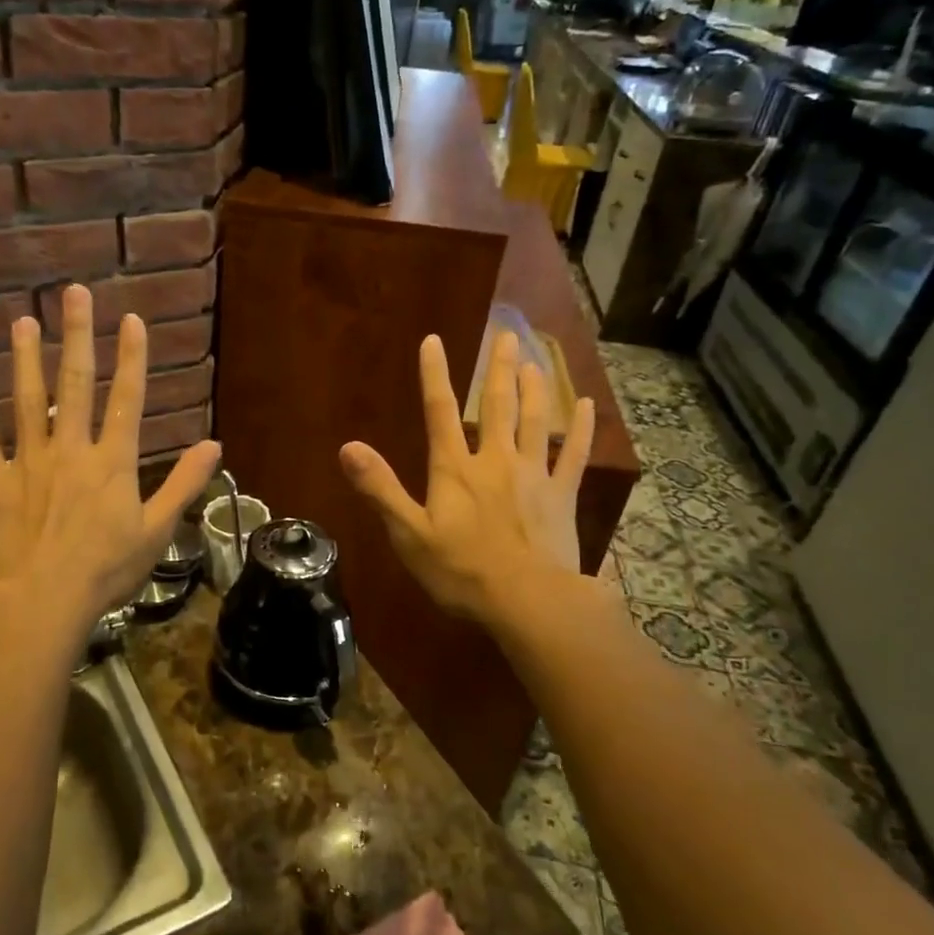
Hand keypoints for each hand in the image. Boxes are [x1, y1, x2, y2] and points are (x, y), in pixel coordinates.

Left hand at [0, 284, 220, 633]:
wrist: (42, 600)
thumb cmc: (105, 570)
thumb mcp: (156, 531)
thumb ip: (183, 484)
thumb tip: (214, 445)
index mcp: (113, 461)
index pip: (127, 399)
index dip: (132, 357)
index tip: (131, 320)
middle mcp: (71, 448)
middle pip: (75, 383)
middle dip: (77, 336)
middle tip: (73, 293)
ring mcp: (29, 461)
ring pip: (27, 399)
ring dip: (26, 358)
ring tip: (23, 322)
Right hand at [339, 332, 595, 627]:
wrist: (527, 601)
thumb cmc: (461, 571)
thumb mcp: (409, 534)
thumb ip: (380, 488)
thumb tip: (347, 447)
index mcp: (455, 469)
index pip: (440, 412)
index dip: (435, 375)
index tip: (434, 341)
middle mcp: (495, 460)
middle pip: (498, 405)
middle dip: (498, 368)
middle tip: (506, 334)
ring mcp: (533, 475)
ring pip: (535, 421)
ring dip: (535, 388)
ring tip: (534, 360)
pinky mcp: (561, 495)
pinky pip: (574, 454)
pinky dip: (580, 429)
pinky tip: (585, 405)